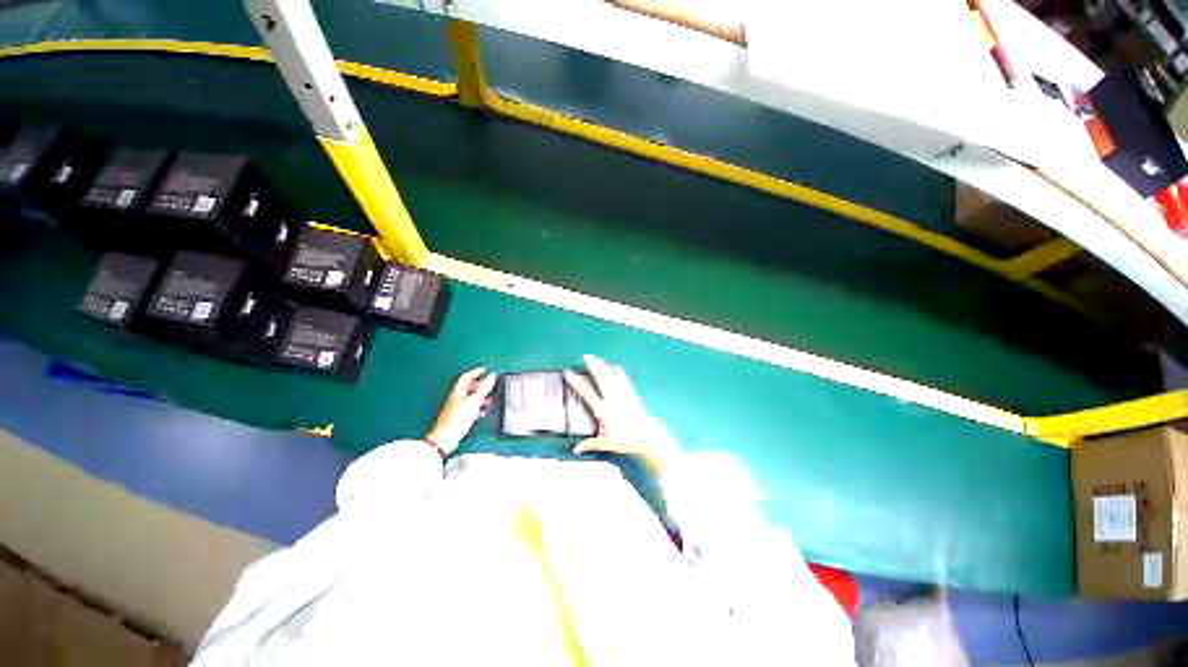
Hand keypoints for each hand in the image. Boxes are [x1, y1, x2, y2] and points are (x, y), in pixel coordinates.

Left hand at [425, 367, 496, 456]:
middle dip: (479, 384)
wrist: (445, 438)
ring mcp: (455, 407)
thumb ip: (483, 388)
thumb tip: (492, 376)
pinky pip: (468, 406)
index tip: (484, 370)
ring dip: (479, 395)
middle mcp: (455, 397)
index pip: (466, 377)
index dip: (476, 372)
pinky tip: (481, 411)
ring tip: (489, 398)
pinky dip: (476, 405)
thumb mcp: (474, 402)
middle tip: (488, 384)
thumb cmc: (458, 418)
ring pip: (468, 397)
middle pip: (467, 386)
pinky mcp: (456, 416)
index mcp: (458, 391)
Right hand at [564, 355, 680, 472]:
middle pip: (601, 378)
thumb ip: (590, 444)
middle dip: (593, 366)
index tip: (568, 373)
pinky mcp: (631, 395)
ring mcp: (623, 395)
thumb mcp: (606, 444)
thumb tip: (576, 449)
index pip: (586, 393)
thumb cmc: (625, 440)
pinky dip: (620, 373)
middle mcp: (612, 399)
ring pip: (611, 376)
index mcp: (603, 410)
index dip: (576, 382)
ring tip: (596, 358)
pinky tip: (616, 367)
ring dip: (603, 366)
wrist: (647, 436)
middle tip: (586, 357)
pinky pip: (624, 380)